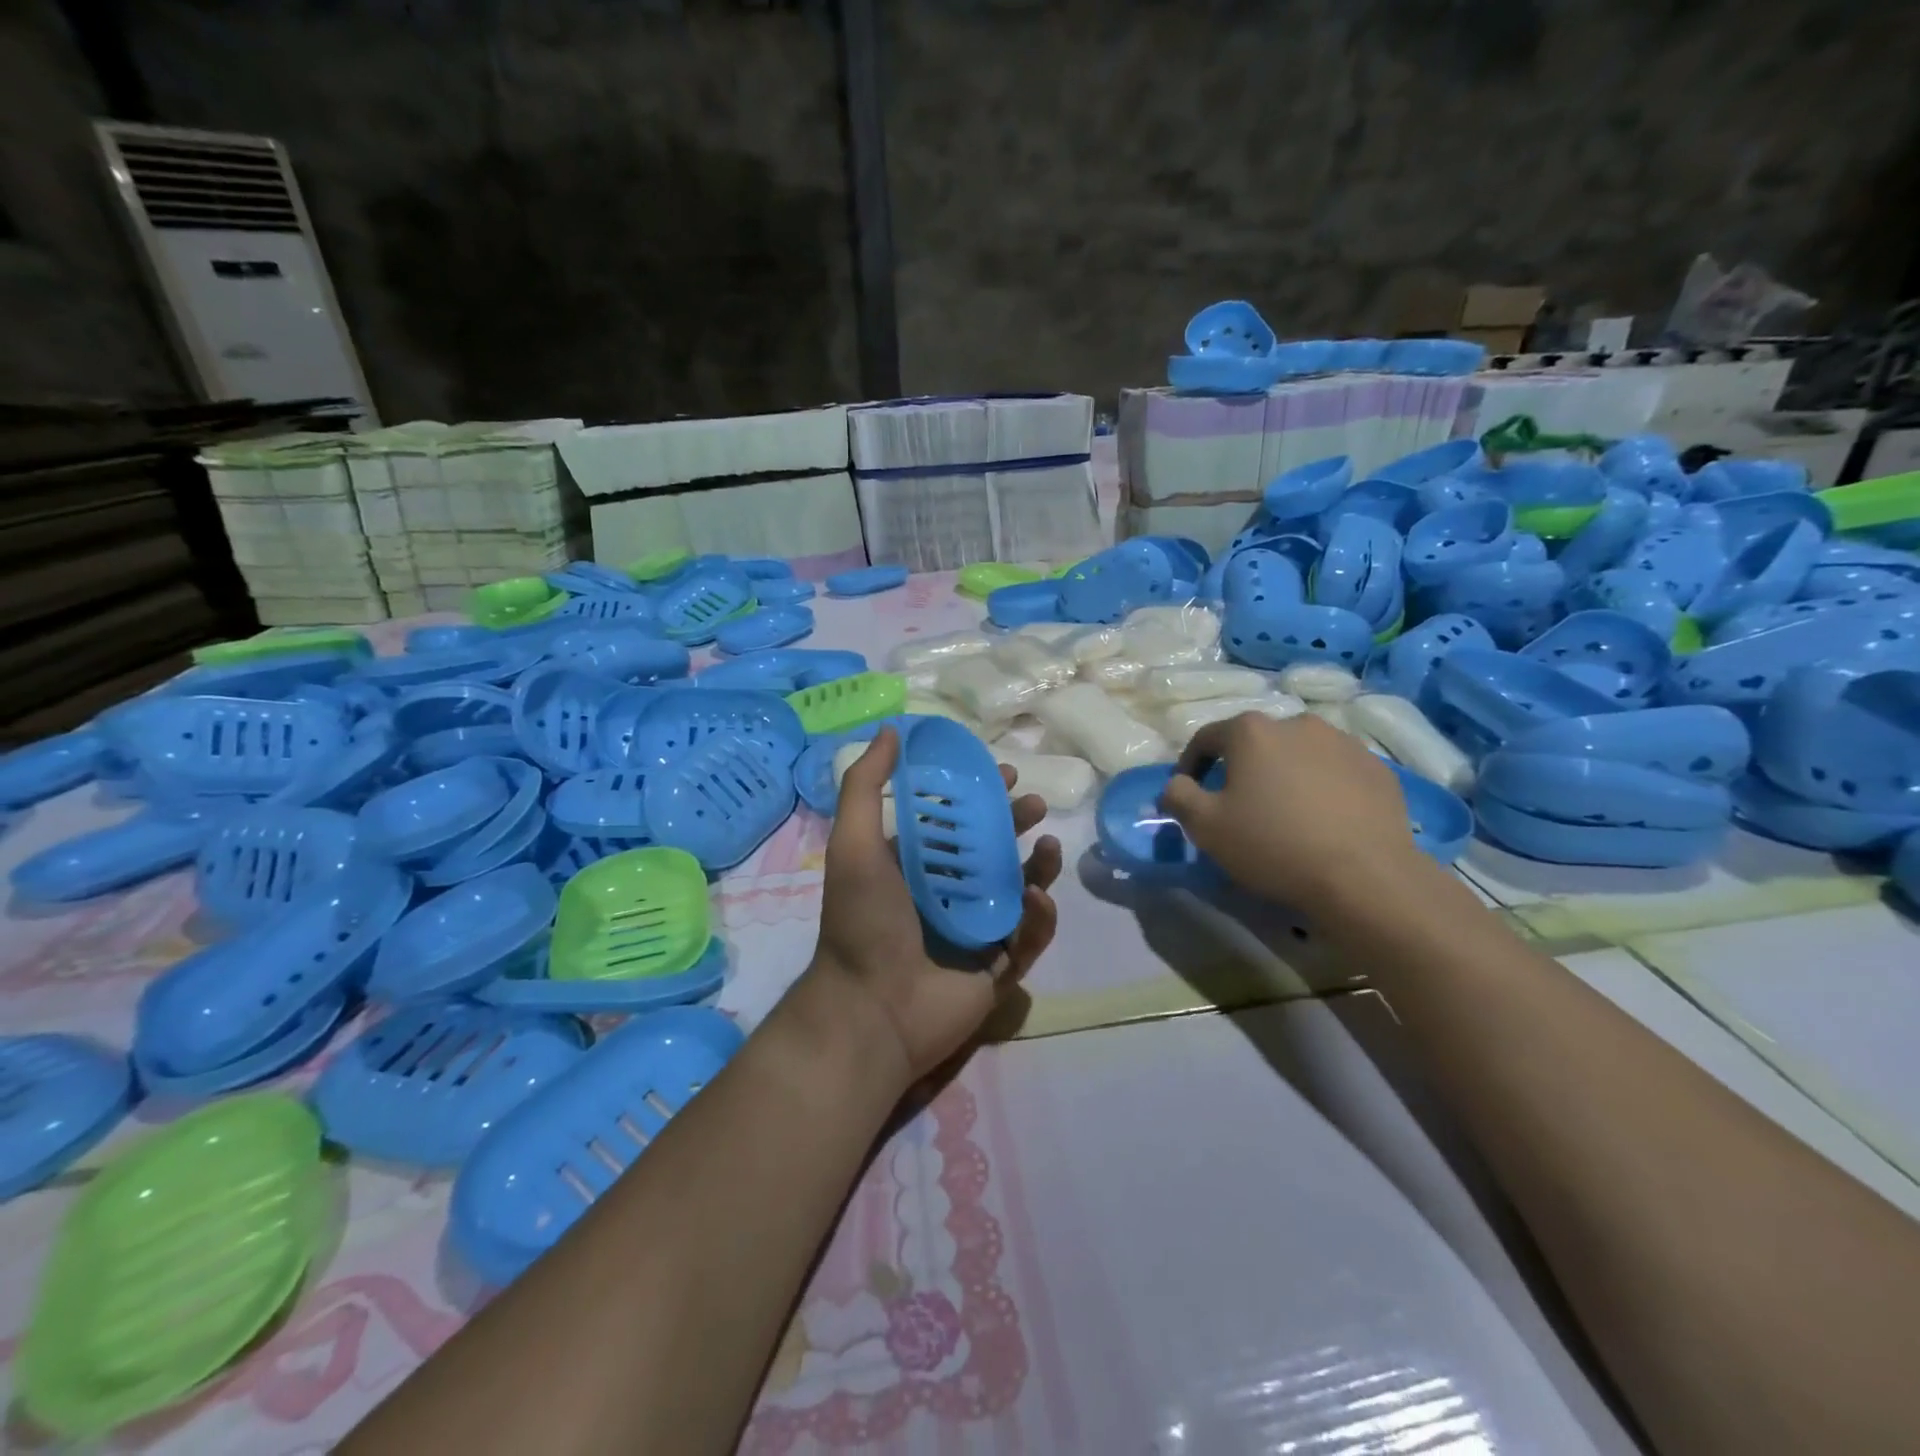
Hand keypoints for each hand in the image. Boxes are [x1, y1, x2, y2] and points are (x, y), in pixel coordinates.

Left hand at [808, 727, 1061, 1084]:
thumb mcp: (854, 843)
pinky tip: (1040, 898)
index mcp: (913, 866)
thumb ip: (865, 786)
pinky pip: (1028, 937)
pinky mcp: (997, 969)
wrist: (872, 1009)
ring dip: (1037, 866)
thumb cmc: (863, 921)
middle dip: (1015, 824)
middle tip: (1034, 805)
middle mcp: (944, 894)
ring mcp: (974, 932)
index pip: (954, 822)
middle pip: (991, 851)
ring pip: (1017, 890)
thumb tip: (891, 730)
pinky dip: (1039, 917)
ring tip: (1047, 846)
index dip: (979, 796)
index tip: (1004, 773)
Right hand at [1159, 712, 1423, 904]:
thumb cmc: (1273, 844)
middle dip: (1241, 769)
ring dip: (1285, 775)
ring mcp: (1343, 742)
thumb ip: (1178, 796)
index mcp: (1251, 731)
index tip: (1190, 794)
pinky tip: (1324, 820)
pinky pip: (1336, 771)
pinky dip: (1322, 788)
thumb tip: (1176, 784)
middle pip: (1256, 743)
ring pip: (1298, 754)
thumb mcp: (1205, 826)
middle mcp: (1297, 723)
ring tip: (1285, 813)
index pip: (1206, 739)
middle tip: (1239, 806)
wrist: (1365, 876)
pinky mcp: (1377, 768)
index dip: (1191, 765)